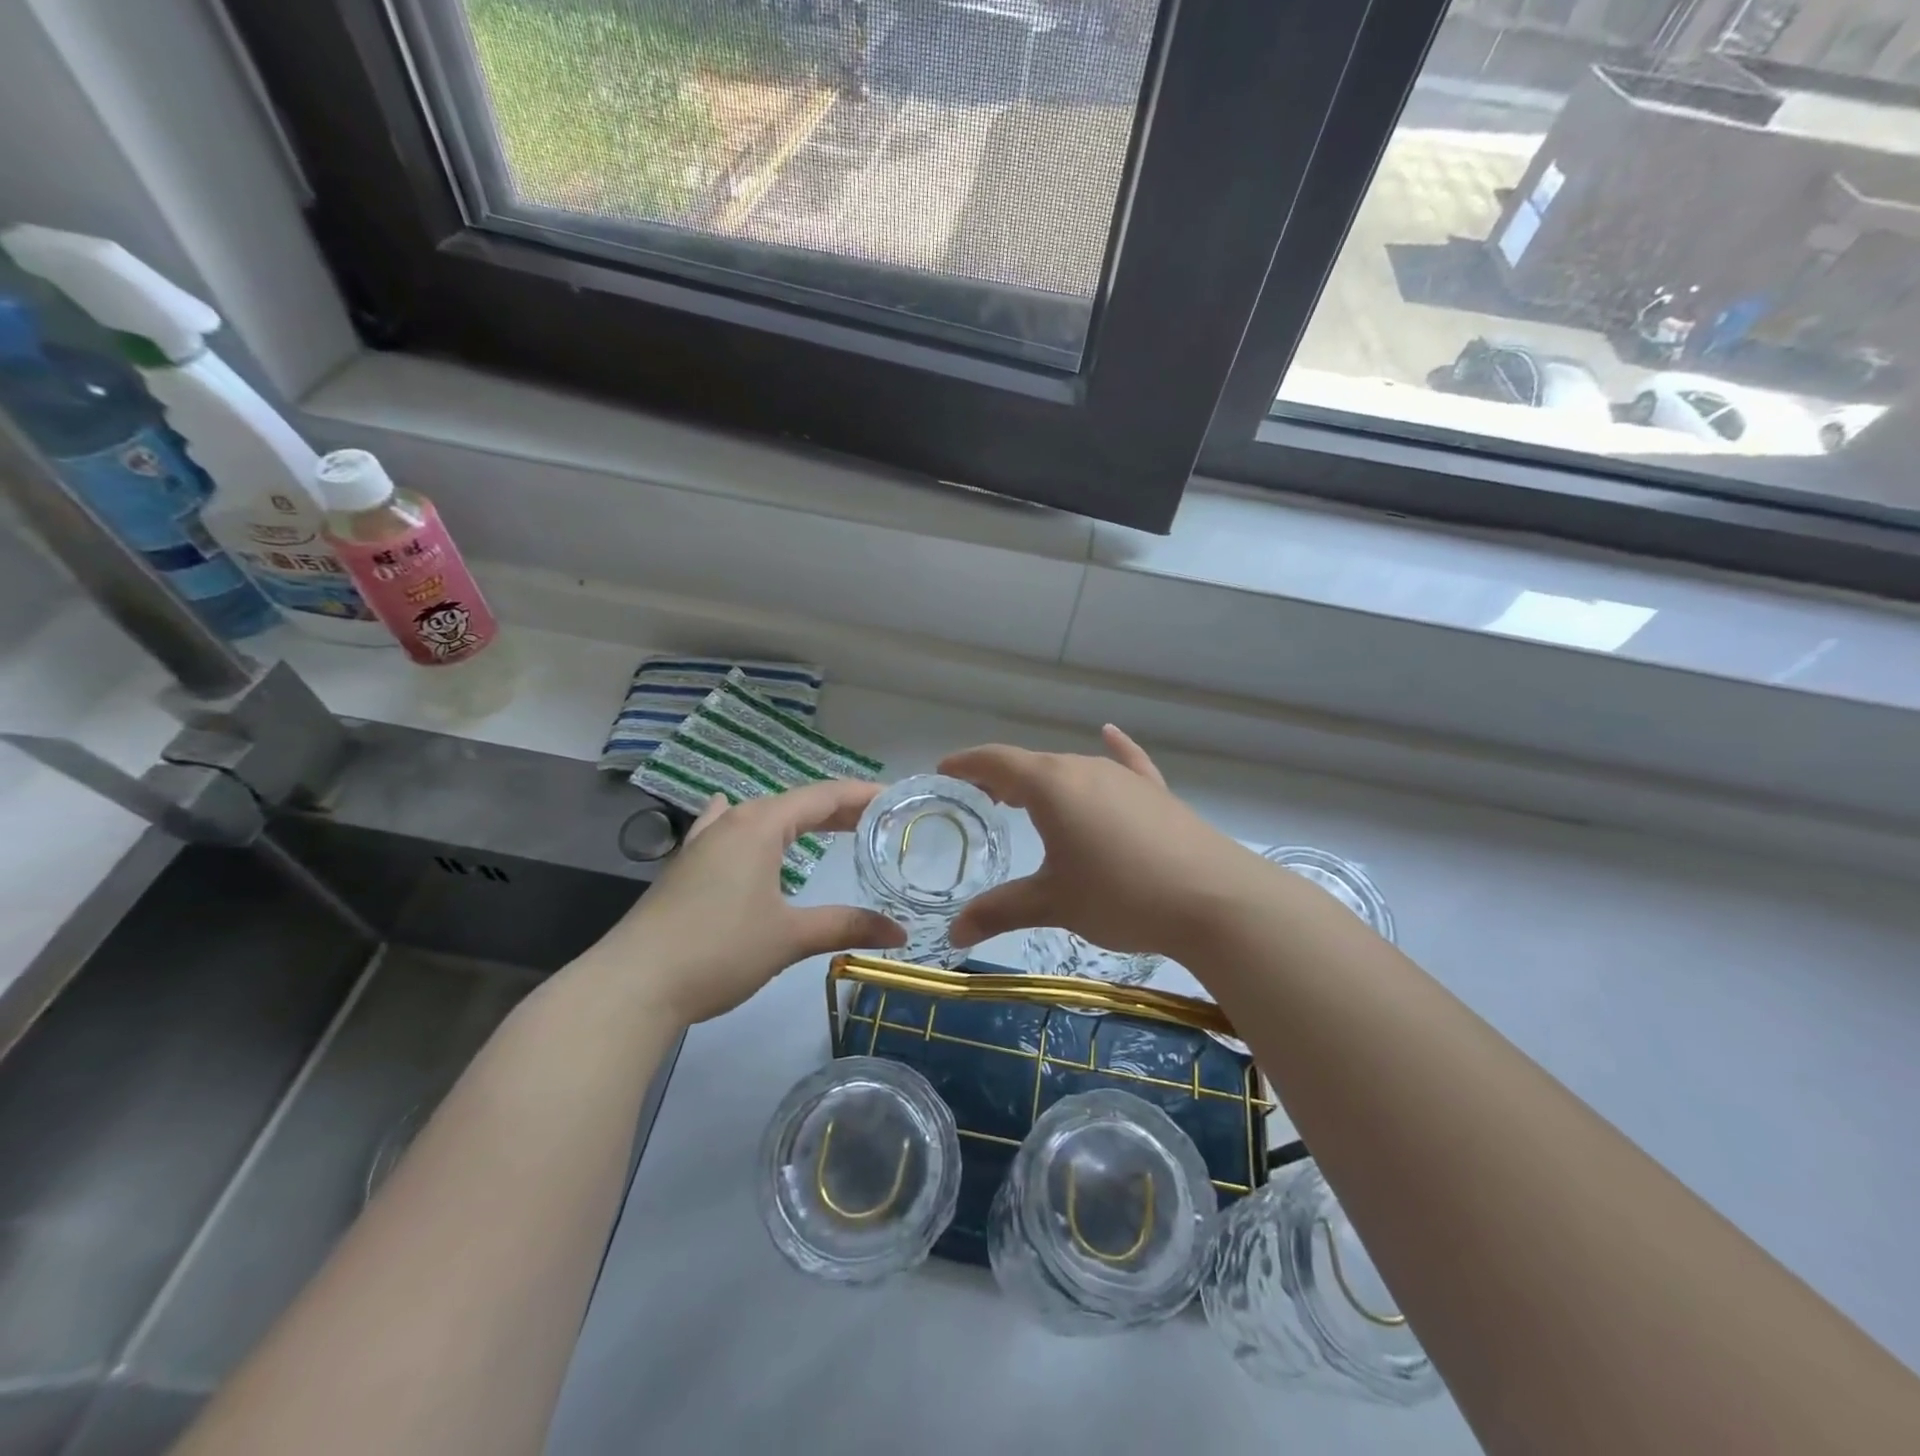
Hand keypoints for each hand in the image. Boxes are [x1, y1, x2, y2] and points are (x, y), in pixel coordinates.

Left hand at [583, 781, 905, 1025]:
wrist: (633, 985)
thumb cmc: (719, 950)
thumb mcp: (789, 937)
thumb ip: (845, 926)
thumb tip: (899, 933)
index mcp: (759, 825)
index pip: (823, 796)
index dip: (862, 796)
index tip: (896, 799)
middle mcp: (731, 822)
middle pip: (795, 803)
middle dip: (837, 809)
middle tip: (876, 822)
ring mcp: (703, 842)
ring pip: (762, 816)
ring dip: (798, 819)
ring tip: (828, 827)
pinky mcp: (686, 866)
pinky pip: (730, 830)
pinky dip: (755, 827)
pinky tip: (739, 822)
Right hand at [941, 725, 1254, 957]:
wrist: (1214, 899)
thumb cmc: (1120, 895)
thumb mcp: (1053, 903)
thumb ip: (1000, 911)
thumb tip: (954, 932)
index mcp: (1051, 785)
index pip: (996, 761)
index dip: (966, 764)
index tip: (944, 772)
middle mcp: (1084, 768)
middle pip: (1032, 764)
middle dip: (1001, 778)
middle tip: (980, 798)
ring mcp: (1124, 778)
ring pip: (1072, 769)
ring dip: (1043, 779)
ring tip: (1025, 797)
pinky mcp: (1156, 793)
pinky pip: (1125, 764)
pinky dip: (1112, 752)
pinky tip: (1110, 734)